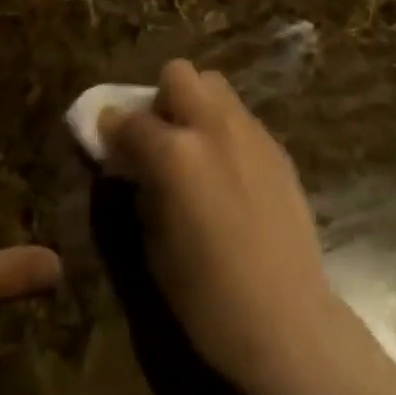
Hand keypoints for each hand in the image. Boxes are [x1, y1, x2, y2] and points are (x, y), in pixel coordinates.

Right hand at [98, 60, 340, 394]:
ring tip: (196, 149)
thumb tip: (136, 166)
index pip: (130, 119)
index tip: (108, 138)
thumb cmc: (208, 298)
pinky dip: (224, 129)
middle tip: (161, 137)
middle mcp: (212, 126)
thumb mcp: (155, 247)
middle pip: (178, 74)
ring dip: (196, 106)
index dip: (113, 127)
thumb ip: (143, 190)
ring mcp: (249, 130)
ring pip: (215, 85)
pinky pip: (240, 116)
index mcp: (175, 153)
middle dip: (162, 98)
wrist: (287, 320)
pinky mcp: (276, 145)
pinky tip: (228, 171)